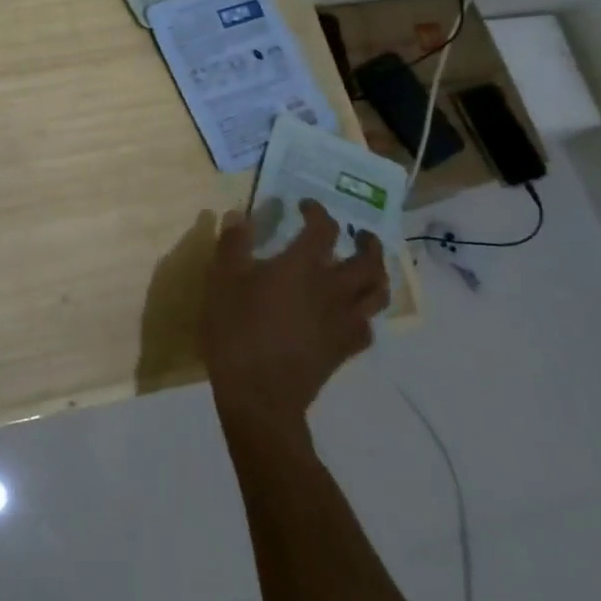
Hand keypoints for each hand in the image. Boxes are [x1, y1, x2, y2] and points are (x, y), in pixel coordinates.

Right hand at [201, 200, 389, 430]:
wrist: (259, 393)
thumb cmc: (237, 329)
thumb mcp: (222, 280)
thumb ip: (233, 243)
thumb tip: (240, 214)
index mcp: (302, 265)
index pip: (323, 228)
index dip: (318, 212)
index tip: (305, 206)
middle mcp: (332, 288)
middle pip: (368, 260)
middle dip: (366, 242)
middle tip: (357, 234)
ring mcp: (343, 321)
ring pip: (378, 292)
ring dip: (377, 274)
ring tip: (367, 267)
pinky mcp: (344, 349)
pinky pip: (367, 326)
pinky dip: (364, 314)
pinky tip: (351, 313)